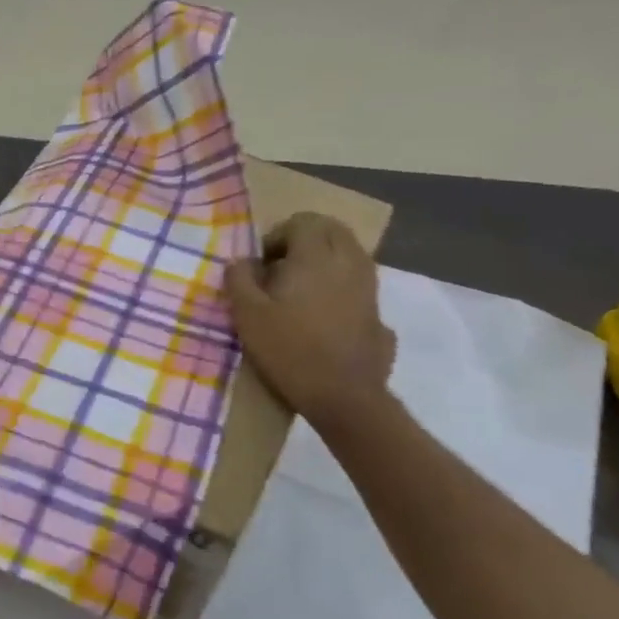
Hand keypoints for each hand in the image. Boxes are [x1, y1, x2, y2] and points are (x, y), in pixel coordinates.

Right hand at [226, 212, 395, 429]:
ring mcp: (369, 287)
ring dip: (326, 260)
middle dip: (306, 239)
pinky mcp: (379, 313)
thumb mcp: (248, 315)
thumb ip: (239, 279)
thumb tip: (240, 261)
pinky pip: (359, 283)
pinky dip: (341, 285)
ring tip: (301, 289)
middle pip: (332, 229)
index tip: (262, 263)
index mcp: (316, 257)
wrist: (344, 397)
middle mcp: (348, 262)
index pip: (303, 221)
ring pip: (350, 253)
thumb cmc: (290, 350)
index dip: (278, 235)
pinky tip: (324, 314)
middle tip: (282, 266)